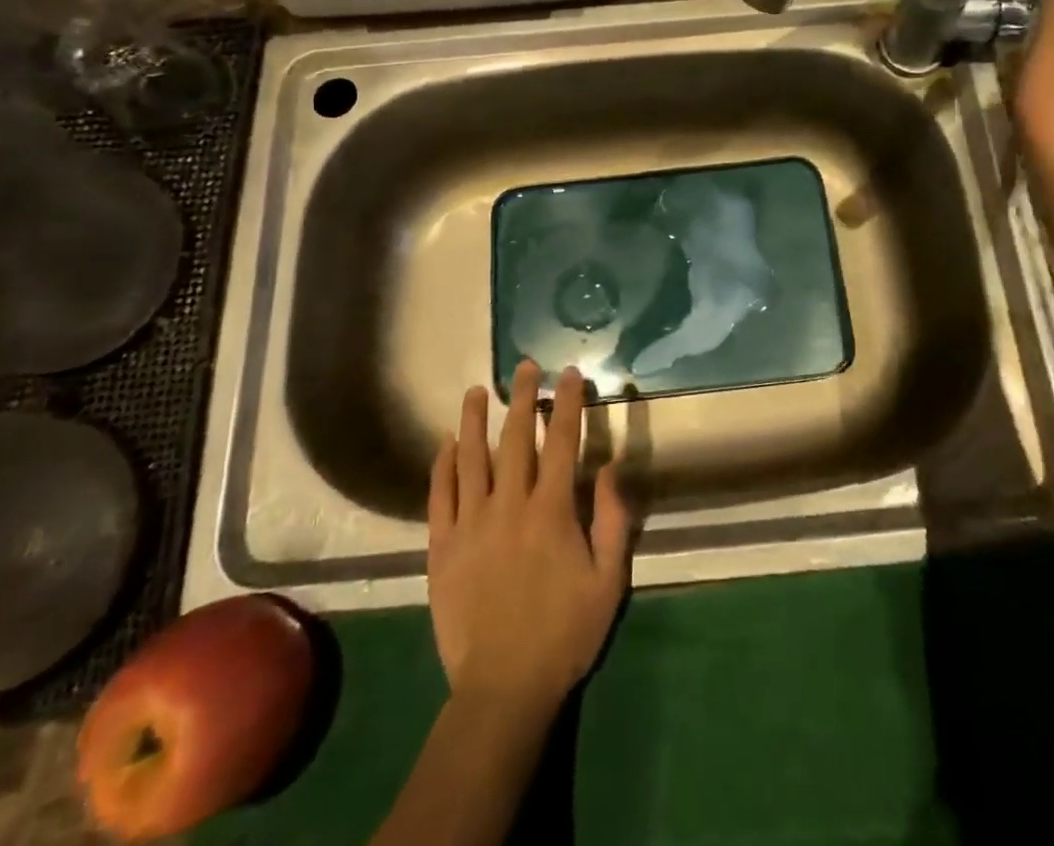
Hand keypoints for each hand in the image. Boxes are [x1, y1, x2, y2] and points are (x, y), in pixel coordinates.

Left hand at [427, 361, 632, 718]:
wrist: (503, 687)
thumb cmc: (564, 632)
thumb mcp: (608, 580)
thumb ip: (613, 520)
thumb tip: (612, 466)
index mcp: (551, 511)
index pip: (563, 442)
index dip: (568, 404)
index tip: (569, 374)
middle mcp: (509, 506)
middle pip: (515, 439)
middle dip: (522, 398)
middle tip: (524, 366)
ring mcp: (471, 524)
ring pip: (471, 458)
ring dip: (474, 420)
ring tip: (476, 390)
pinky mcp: (442, 547)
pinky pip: (439, 496)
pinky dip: (441, 465)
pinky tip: (445, 444)